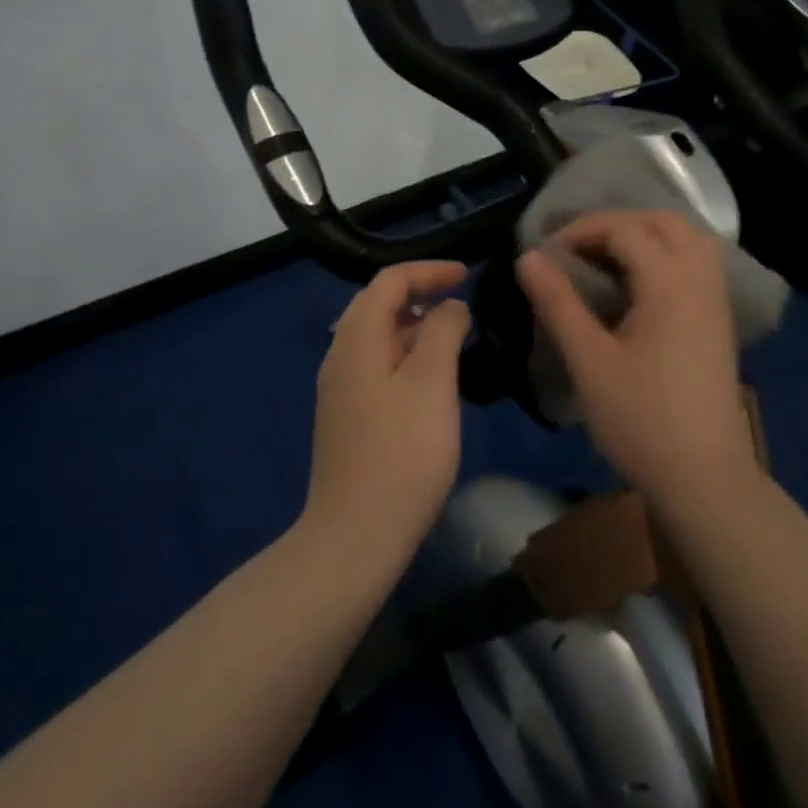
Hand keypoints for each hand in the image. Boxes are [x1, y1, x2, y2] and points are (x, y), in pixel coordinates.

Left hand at [302, 260, 471, 564]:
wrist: (355, 537)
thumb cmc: (402, 452)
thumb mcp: (432, 383)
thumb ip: (443, 331)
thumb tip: (449, 306)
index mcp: (357, 338)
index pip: (389, 281)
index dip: (429, 271)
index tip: (467, 275)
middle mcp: (340, 354)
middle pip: (378, 304)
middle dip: (420, 294)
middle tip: (462, 302)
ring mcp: (340, 388)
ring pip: (378, 337)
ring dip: (415, 327)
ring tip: (454, 338)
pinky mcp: (347, 416)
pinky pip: (377, 365)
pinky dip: (406, 355)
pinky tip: (431, 380)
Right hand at [518, 211, 758, 511]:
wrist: (705, 480)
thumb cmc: (642, 420)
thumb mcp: (589, 360)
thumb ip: (558, 302)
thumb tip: (528, 257)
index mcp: (670, 283)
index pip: (624, 229)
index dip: (581, 231)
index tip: (546, 255)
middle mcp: (700, 279)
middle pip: (664, 221)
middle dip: (617, 223)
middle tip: (579, 248)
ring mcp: (716, 300)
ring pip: (687, 239)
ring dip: (646, 235)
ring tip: (606, 259)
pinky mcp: (719, 321)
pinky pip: (696, 263)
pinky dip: (666, 255)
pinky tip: (639, 284)